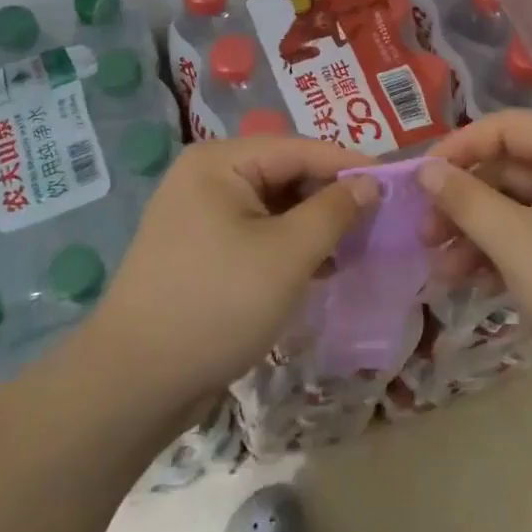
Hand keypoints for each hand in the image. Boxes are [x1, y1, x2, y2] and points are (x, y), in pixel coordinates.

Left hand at [86, 136, 376, 412]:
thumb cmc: (216, 304)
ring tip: (357, 248)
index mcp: (221, 161)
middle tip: (379, 222)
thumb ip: (333, 211)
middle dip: (331, 197)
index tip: (396, 184)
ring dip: (314, 225)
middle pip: (285, 173)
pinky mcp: (202, 250)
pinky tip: (321, 268)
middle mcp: (207, 176)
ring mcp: (200, 214)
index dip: (350, 164)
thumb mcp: (287, 255)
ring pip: (274, 206)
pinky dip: (289, 246)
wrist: (134, 383)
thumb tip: (368, 181)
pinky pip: (257, 233)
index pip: (299, 148)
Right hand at [417, 111, 531, 410]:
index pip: (504, 127)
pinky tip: (470, 282)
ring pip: (516, 207)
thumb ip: (465, 199)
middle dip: (462, 201)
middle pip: (508, 169)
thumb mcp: (515, 241)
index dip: (457, 149)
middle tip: (423, 233)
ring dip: (475, 233)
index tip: (418, 181)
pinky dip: (501, 253)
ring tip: (440, 269)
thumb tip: (425, 169)